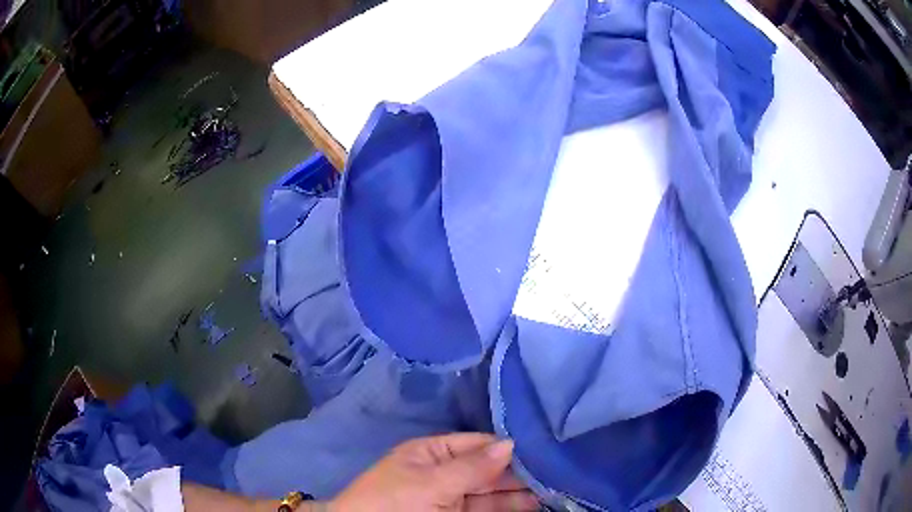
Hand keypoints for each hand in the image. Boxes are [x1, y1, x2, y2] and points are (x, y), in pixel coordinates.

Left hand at [329, 433, 538, 510]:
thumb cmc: (393, 502)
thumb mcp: (430, 483)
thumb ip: (472, 467)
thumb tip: (511, 442)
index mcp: (431, 452)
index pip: (477, 444)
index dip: (507, 447)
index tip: (544, 448)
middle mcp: (444, 471)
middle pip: (487, 469)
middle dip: (518, 472)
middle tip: (556, 473)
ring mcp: (450, 496)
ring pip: (490, 491)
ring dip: (517, 492)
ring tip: (551, 491)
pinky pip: (485, 509)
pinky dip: (507, 508)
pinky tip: (529, 506)